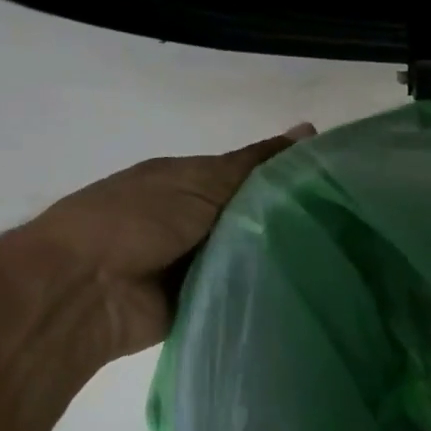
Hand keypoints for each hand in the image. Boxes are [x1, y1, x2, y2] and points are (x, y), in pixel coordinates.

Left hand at [0, 125, 313, 361]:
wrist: (85, 290)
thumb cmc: (136, 220)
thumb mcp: (201, 181)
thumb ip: (255, 164)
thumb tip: (310, 129)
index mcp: (189, 183)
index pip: (253, 175)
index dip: (290, 178)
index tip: (337, 186)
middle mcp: (195, 220)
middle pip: (256, 217)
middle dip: (291, 221)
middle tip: (346, 227)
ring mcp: (197, 263)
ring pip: (253, 255)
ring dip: (279, 257)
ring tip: (336, 259)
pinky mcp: (201, 301)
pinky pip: (242, 292)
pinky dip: (263, 290)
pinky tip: (306, 288)